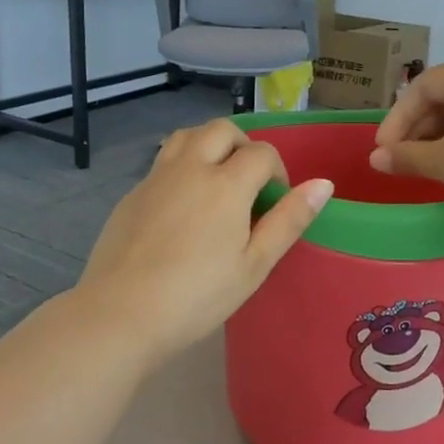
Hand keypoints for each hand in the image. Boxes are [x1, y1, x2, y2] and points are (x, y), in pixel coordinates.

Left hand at [77, 119, 332, 362]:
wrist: (120, 314)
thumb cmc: (198, 296)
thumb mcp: (254, 265)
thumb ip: (289, 220)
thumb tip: (324, 184)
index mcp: (226, 184)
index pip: (262, 153)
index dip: (277, 171)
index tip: (276, 203)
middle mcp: (190, 168)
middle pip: (222, 130)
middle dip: (243, 146)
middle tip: (249, 183)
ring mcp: (156, 178)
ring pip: (187, 136)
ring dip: (210, 145)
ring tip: (217, 181)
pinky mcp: (132, 194)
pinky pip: (163, 162)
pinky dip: (182, 167)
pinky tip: (183, 207)